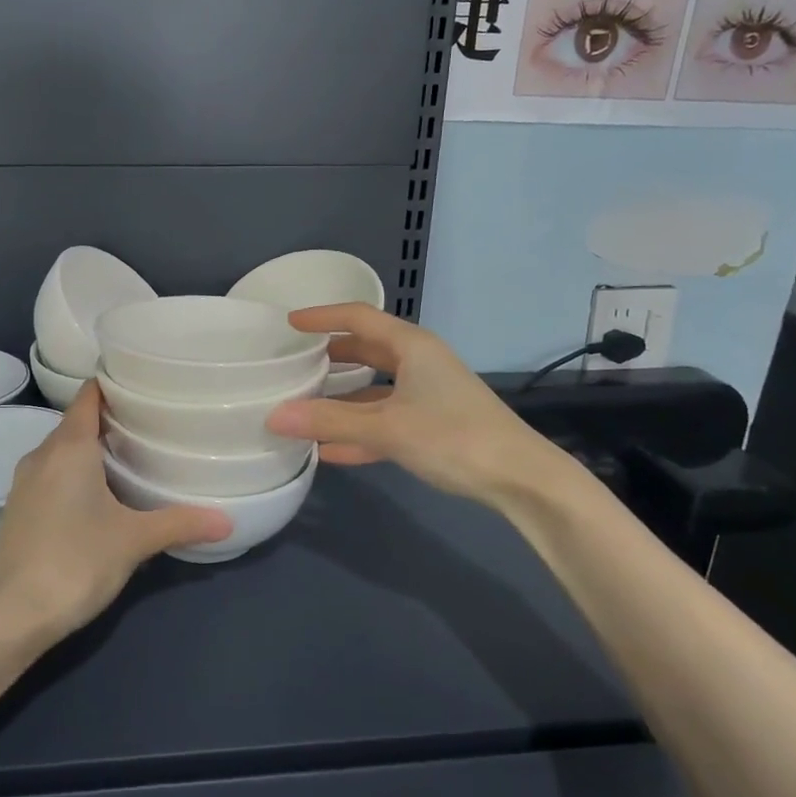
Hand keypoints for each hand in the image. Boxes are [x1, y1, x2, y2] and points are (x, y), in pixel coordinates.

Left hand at [0, 381, 229, 642]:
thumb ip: (180, 523)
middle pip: (78, 421)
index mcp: (69, 447)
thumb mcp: (134, 540)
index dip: (114, 383)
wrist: (10, 616)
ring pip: (64, 449)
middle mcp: (43, 455)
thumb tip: (227, 520)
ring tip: (134, 454)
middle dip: (112, 418)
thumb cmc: (75, 562)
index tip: (146, 383)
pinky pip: (53, 473)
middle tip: (153, 421)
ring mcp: (26, 482)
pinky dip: (77, 471)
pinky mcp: (20, 508)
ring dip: (93, 447)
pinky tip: (102, 493)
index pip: (89, 395)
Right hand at [265, 305, 587, 515]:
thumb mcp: (387, 428)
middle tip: (293, 362)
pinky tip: (330, 451)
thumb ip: (330, 422)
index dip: (322, 317)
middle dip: (330, 356)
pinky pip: (385, 420)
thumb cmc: (454, 437)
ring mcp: (427, 394)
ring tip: (303, 406)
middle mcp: (419, 363)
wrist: (521, 479)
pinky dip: (359, 431)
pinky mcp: (433, 425)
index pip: (358, 317)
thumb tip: (274, 416)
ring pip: (374, 388)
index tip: (290, 323)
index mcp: (411, 346)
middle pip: (366, 350)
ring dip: (341, 399)